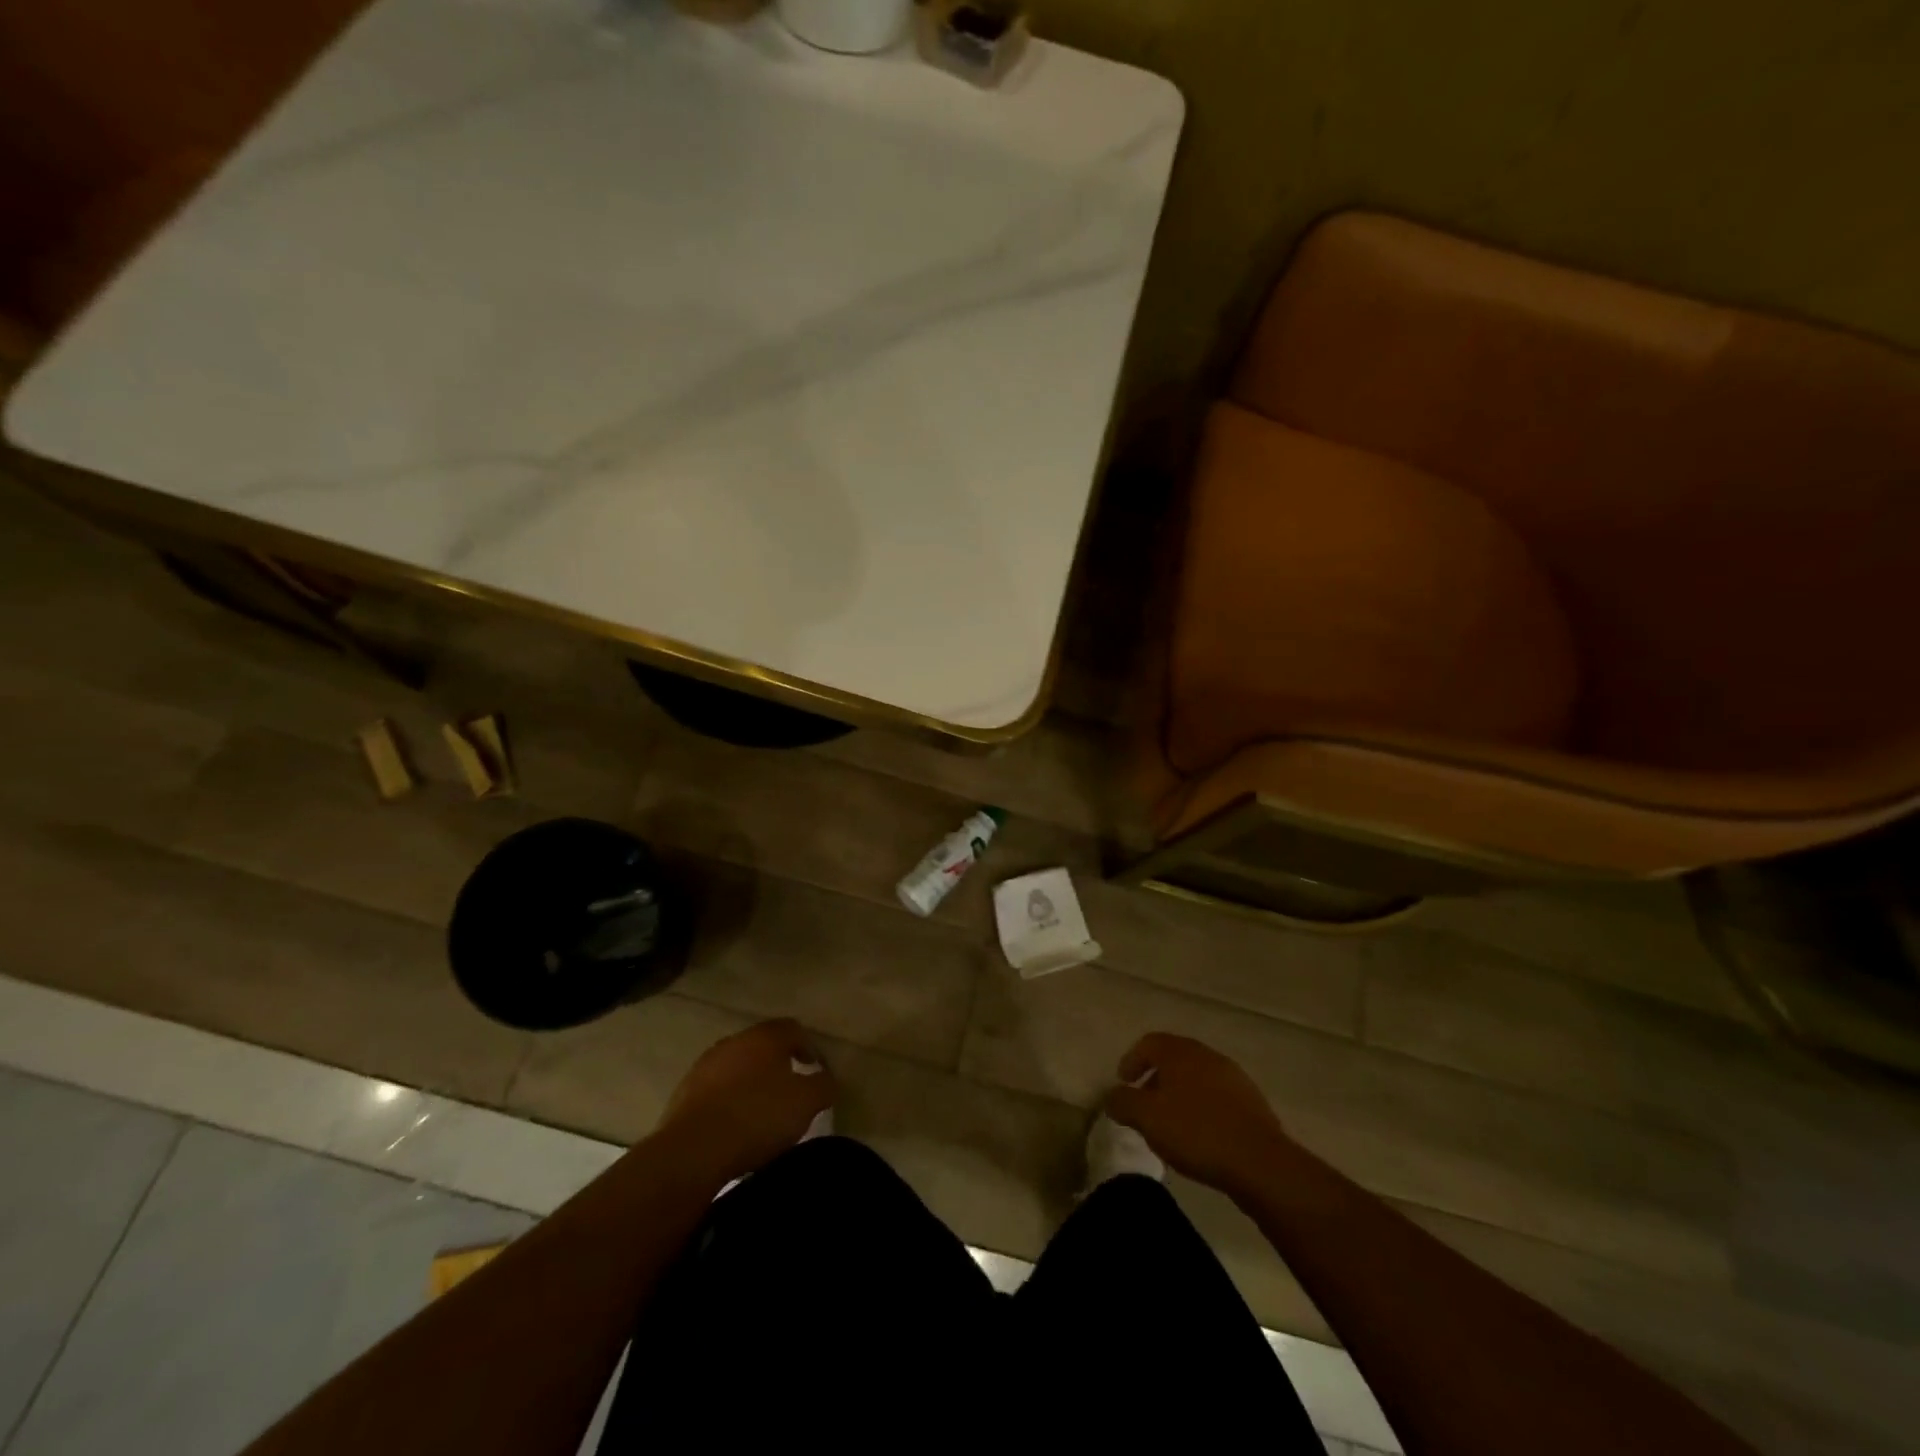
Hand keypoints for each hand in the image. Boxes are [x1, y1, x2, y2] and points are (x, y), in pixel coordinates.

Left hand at [656, 1019, 835, 1183]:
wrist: (692, 1151)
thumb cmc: (757, 1117)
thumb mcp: (806, 1103)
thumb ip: (823, 1085)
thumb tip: (828, 1079)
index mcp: (765, 1037)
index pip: (793, 1029)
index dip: (809, 1047)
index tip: (816, 1070)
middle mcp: (734, 1041)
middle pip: (763, 1046)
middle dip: (779, 1063)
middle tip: (791, 1089)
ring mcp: (705, 1066)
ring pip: (737, 1067)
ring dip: (751, 1082)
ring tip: (762, 1110)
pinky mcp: (684, 1093)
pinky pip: (716, 1090)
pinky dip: (728, 1101)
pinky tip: (734, 1125)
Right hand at [1105, 1033, 1288, 1194]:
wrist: (1259, 1162)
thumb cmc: (1196, 1132)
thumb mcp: (1147, 1118)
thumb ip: (1123, 1102)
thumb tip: (1112, 1096)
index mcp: (1180, 1052)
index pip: (1148, 1043)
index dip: (1131, 1060)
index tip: (1123, 1084)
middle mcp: (1206, 1055)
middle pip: (1174, 1058)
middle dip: (1155, 1078)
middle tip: (1144, 1105)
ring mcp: (1233, 1077)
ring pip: (1196, 1078)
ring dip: (1180, 1095)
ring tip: (1171, 1124)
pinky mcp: (1251, 1102)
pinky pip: (1216, 1097)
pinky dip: (1202, 1108)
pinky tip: (1200, 1136)